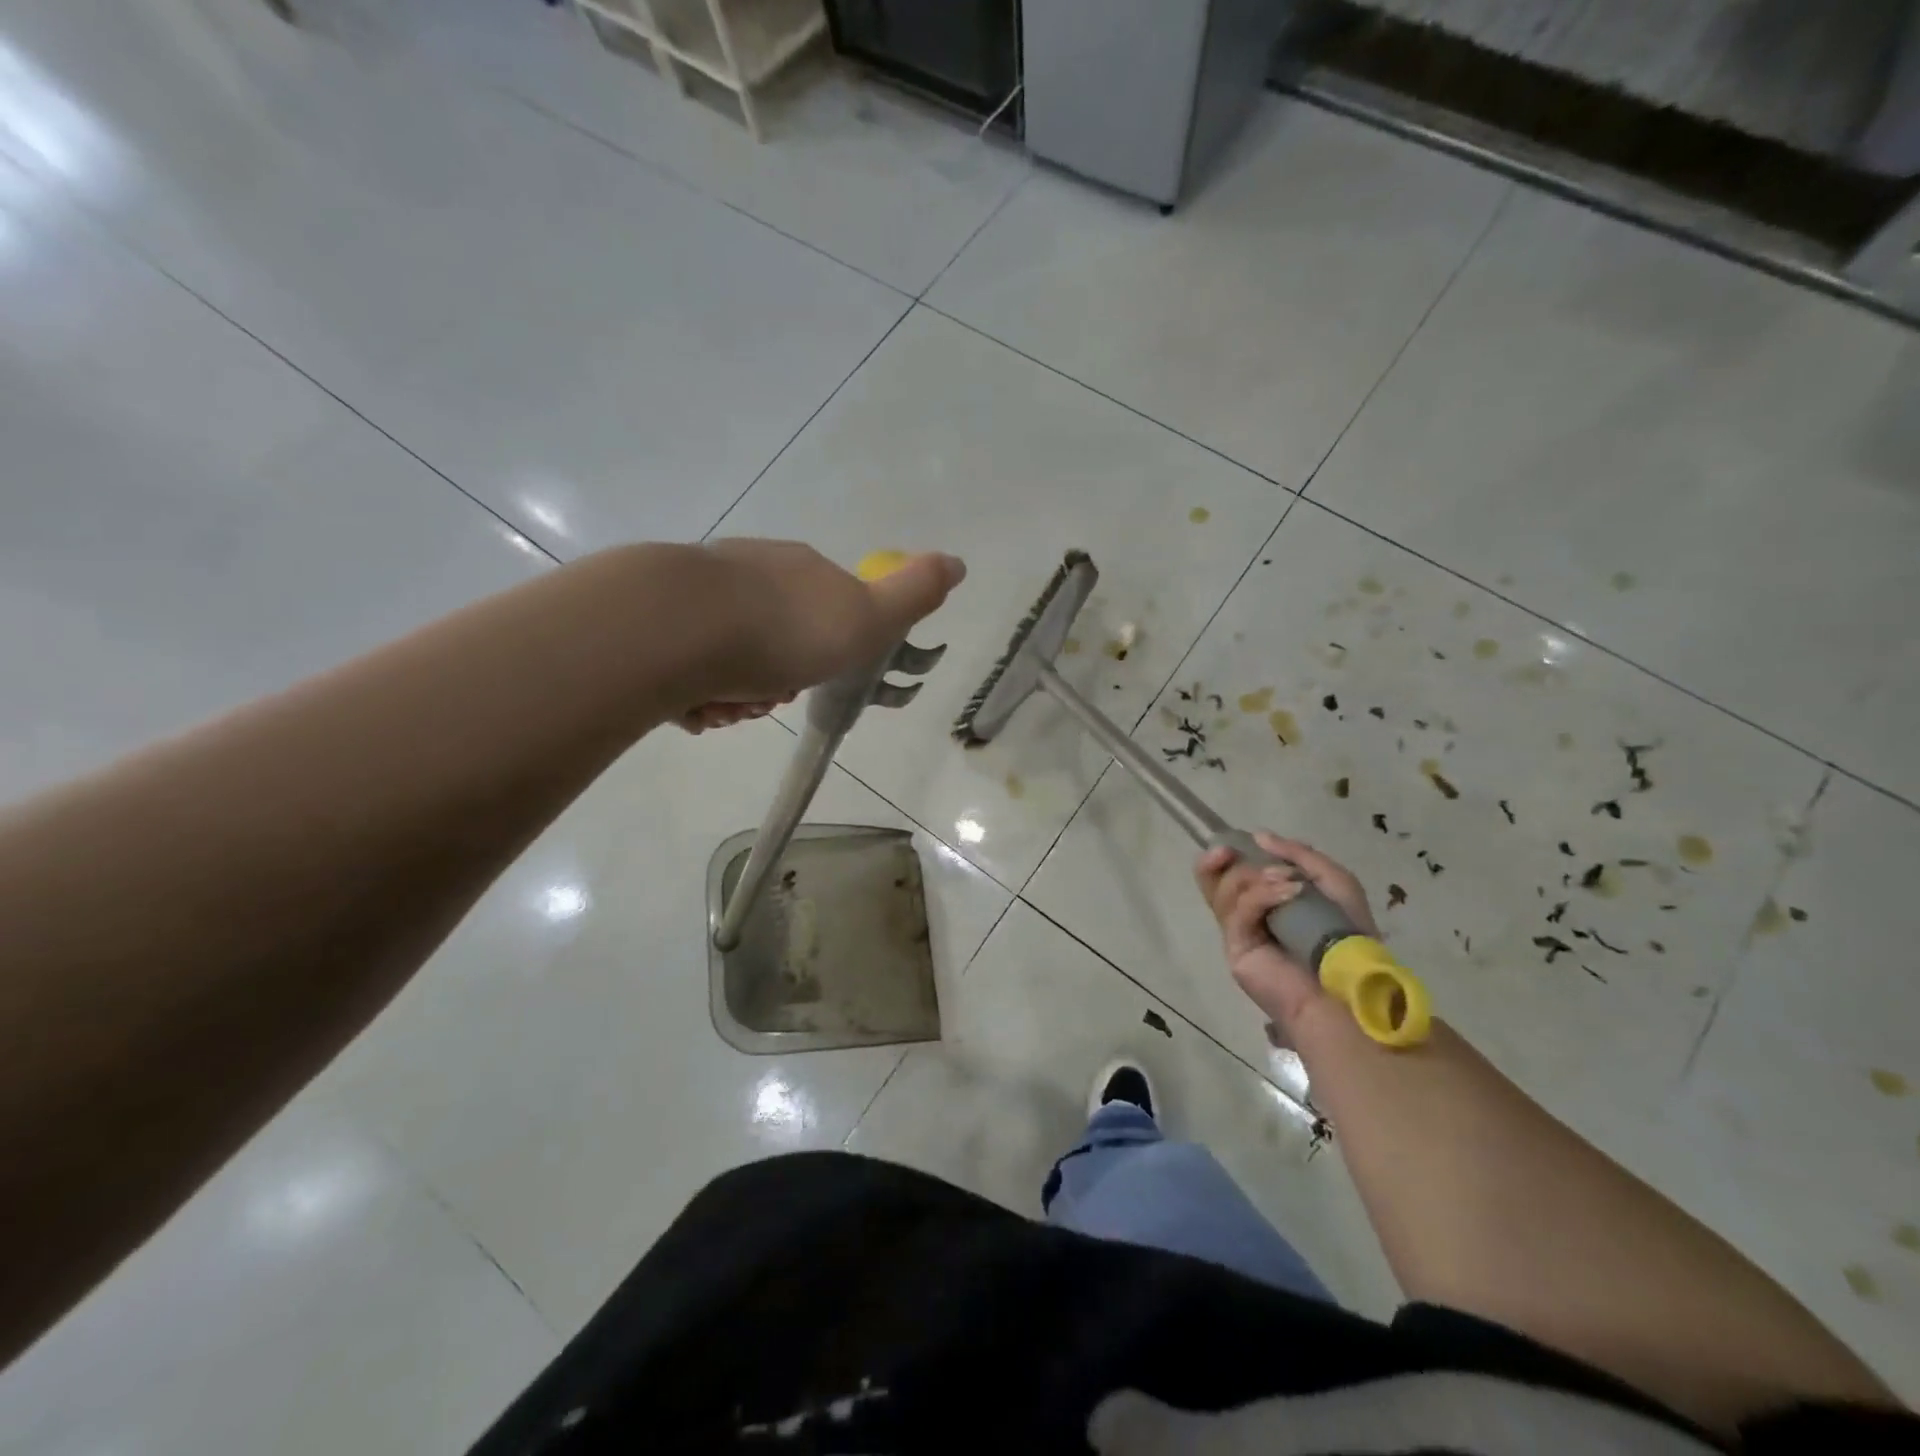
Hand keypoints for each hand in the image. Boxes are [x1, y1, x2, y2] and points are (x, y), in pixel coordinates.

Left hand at [678, 541, 965, 732]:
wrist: (677, 625)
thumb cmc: (785, 629)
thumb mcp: (868, 617)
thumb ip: (913, 594)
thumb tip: (958, 563)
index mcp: (801, 570)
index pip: (825, 613)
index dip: (828, 652)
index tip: (818, 676)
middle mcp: (751, 572)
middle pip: (776, 641)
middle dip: (777, 681)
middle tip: (769, 698)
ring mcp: (699, 592)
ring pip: (731, 660)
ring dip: (737, 695)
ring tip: (727, 706)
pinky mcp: (654, 619)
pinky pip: (687, 667)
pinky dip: (697, 694)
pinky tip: (695, 704)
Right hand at [1194, 834, 1377, 1033]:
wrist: (1349, 986)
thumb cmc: (1346, 936)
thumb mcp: (1334, 882)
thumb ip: (1300, 855)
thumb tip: (1259, 836)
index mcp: (1265, 901)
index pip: (1229, 874)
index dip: (1224, 856)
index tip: (1236, 842)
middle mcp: (1247, 916)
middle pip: (1214, 882)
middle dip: (1219, 862)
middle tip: (1229, 852)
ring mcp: (1239, 933)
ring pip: (1223, 892)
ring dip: (1255, 878)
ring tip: (1288, 882)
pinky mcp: (1236, 948)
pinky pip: (1238, 912)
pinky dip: (1262, 895)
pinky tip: (1290, 893)